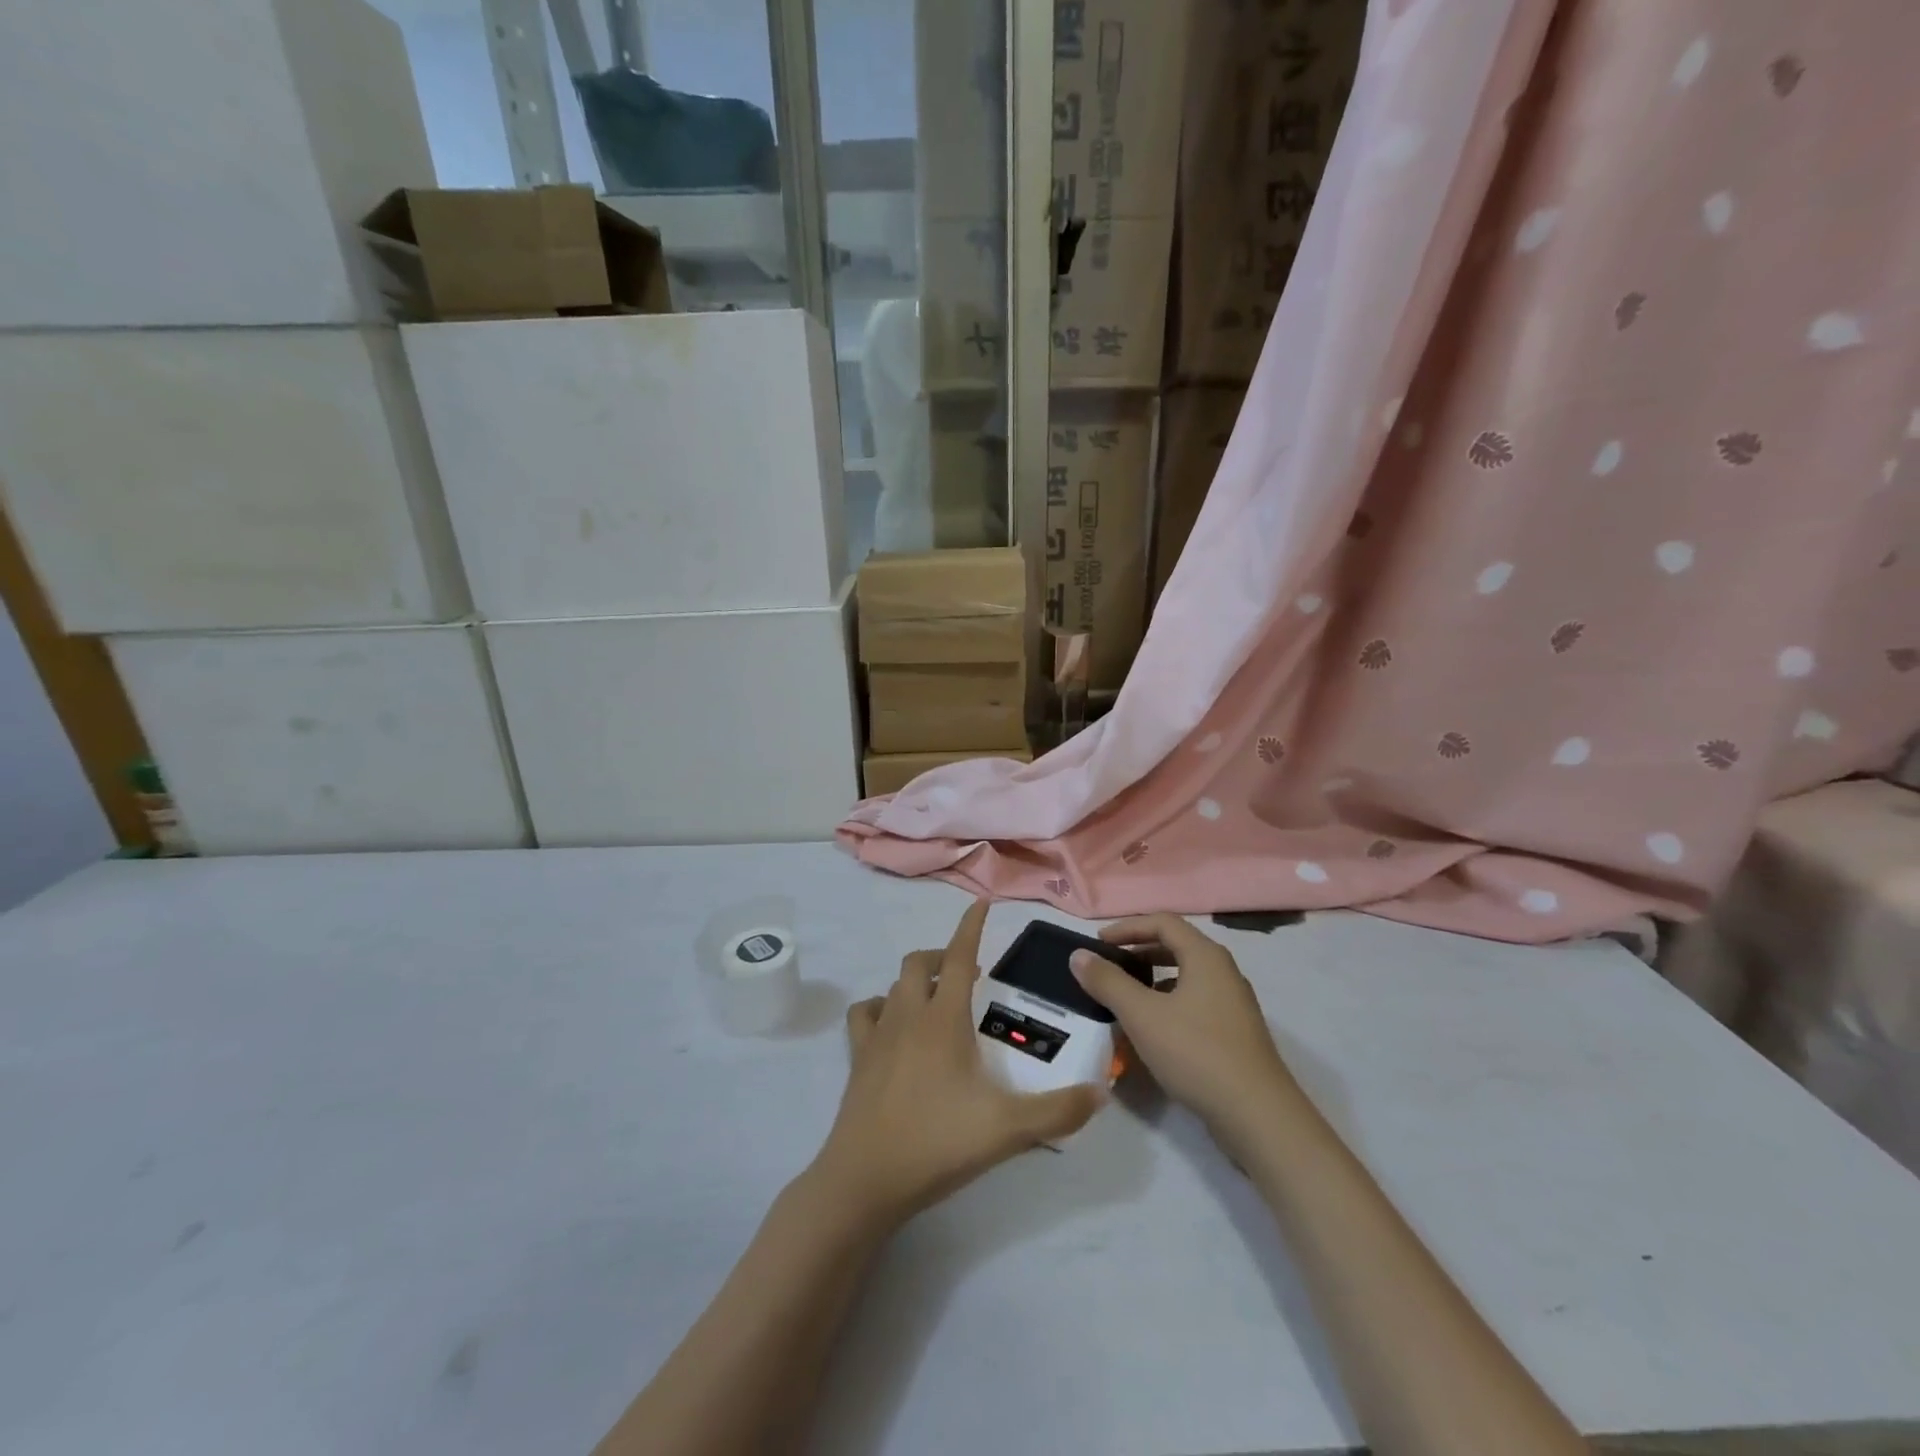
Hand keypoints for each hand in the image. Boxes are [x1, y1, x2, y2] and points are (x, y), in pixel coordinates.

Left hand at [810, 901, 1103, 1229]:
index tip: (981, 903)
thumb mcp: (1008, 1130)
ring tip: (937, 998)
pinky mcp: (857, 1057)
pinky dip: (879, 1007)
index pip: (961, 957)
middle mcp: (908, 1015)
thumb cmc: (938, 1143)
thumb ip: (1059, 1111)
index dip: (971, 927)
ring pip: (893, 985)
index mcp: (943, 1019)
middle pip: (920, 962)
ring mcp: (877, 1034)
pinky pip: (864, 1015)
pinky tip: (892, 1025)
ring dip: (915, 980)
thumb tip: (1101, 1092)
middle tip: (969, 972)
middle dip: (944, 955)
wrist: (865, 1179)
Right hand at [1070, 914, 1294, 1140]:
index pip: (1163, 922)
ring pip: (1186, 978)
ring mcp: (1233, 1004)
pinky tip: (1152, 1032)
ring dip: (1152, 981)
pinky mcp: (1236, 1034)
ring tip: (1125, 1000)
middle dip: (1139, 952)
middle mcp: (1224, 972)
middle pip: (1176, 947)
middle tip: (1109, 968)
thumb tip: (1078, 955)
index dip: (1127, 928)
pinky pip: (1195, 1003)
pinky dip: (1168, 1005)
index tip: (1099, 944)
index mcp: (1205, 956)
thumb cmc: (1196, 1053)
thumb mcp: (1142, 1015)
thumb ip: (1108, 982)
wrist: (1258, 1116)